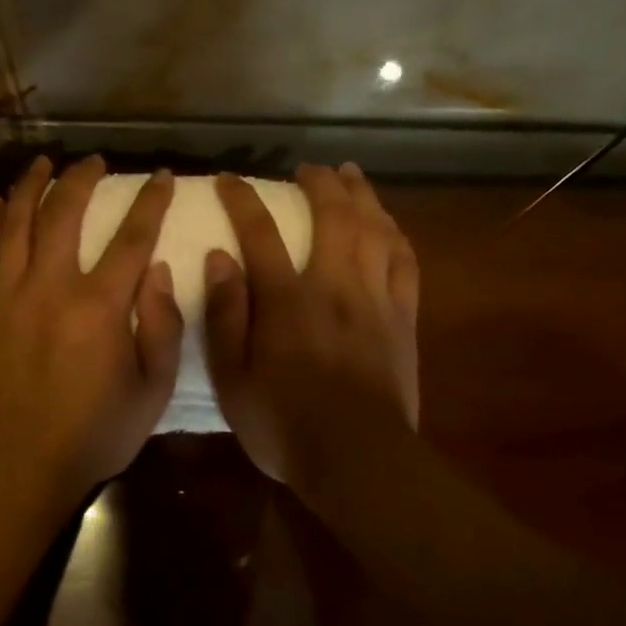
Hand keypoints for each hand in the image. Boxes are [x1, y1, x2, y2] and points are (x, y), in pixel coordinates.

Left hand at [0, 155, 182, 501]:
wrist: (20, 465)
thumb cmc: (94, 433)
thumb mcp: (153, 389)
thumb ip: (163, 326)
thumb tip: (156, 270)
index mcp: (100, 306)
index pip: (132, 237)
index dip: (151, 201)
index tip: (162, 176)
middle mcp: (51, 287)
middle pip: (65, 214)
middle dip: (83, 179)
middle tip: (93, 161)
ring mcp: (6, 296)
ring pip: (17, 224)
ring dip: (32, 187)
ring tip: (42, 163)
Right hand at [203, 163, 419, 488]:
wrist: (357, 458)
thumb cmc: (283, 423)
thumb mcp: (232, 378)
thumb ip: (224, 316)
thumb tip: (220, 258)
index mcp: (286, 300)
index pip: (260, 233)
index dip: (243, 200)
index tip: (228, 179)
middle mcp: (334, 285)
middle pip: (333, 217)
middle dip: (319, 184)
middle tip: (309, 168)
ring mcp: (375, 299)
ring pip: (375, 230)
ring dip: (362, 196)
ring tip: (351, 175)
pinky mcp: (403, 319)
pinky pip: (405, 263)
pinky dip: (396, 235)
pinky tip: (389, 225)